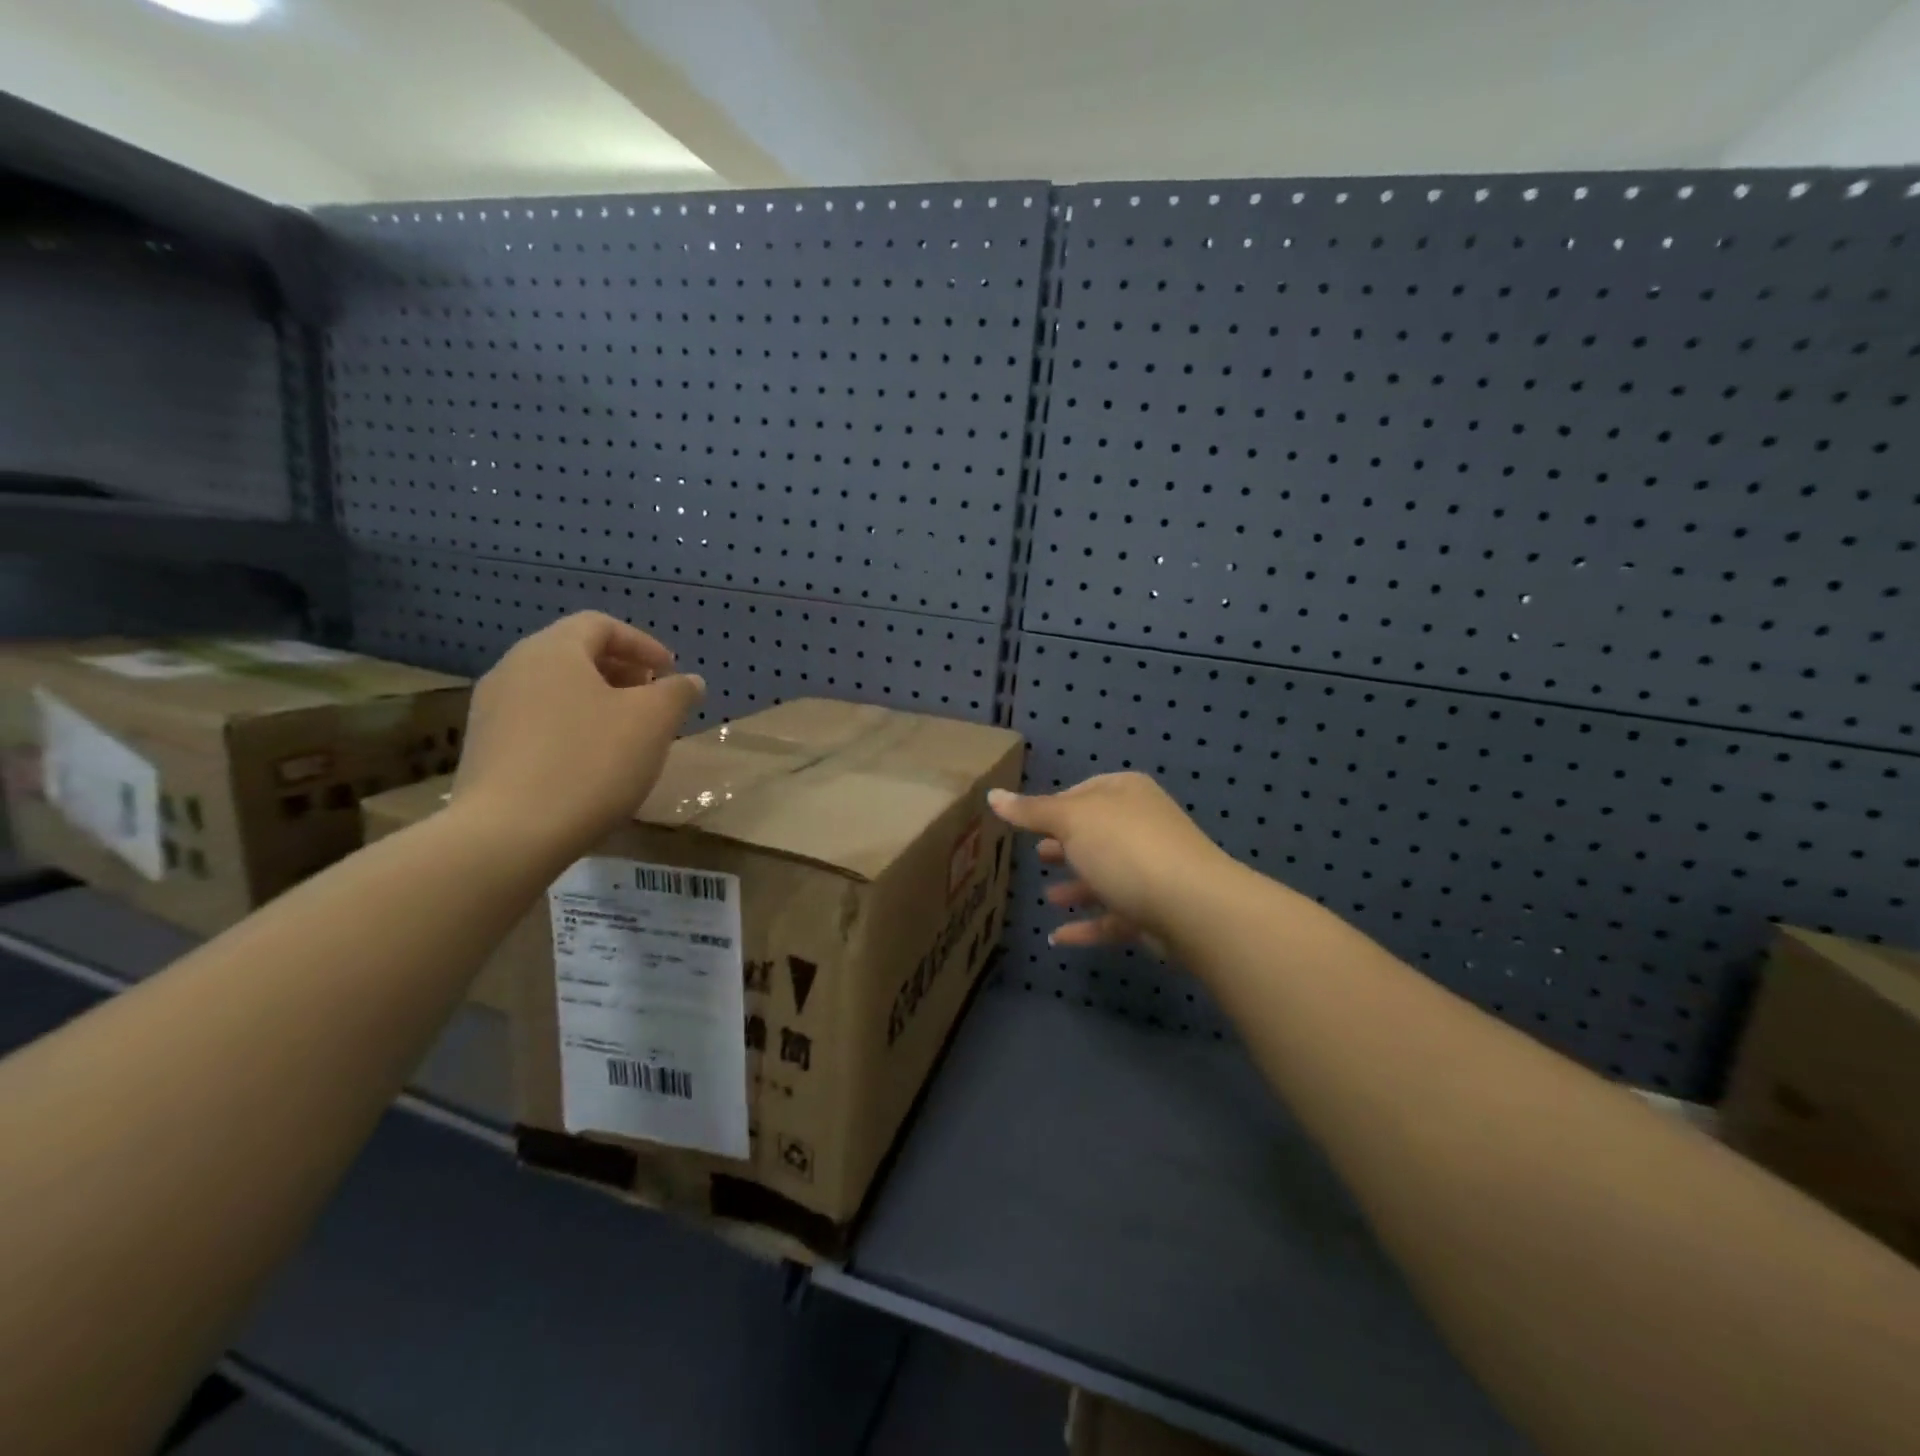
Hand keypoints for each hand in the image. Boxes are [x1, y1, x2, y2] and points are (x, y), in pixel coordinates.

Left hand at [452, 613, 703, 859]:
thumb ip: (677, 693)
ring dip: (597, 702)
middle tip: (653, 699)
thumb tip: (689, 681)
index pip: (600, 625)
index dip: (642, 644)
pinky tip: (591, 763)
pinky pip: (537, 722)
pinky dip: (571, 727)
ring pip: (555, 690)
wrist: (508, 835)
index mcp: (552, 651)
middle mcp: (513, 669)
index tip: (670, 672)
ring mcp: (491, 711)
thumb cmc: (590, 762)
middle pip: (574, 655)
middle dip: (621, 672)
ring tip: (627, 733)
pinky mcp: (484, 750)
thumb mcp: (653, 722)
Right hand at [988, 772, 1230, 947]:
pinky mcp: (1155, 911)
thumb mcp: (1071, 820)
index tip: (1029, 823)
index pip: (1084, 792)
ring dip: (1077, 887)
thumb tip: (992, 795)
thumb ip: (1031, 811)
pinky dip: (1087, 925)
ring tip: (1047, 897)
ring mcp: (1152, 870)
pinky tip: (1057, 938)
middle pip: (1096, 834)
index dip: (1056, 806)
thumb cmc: (1125, 848)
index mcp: (1126, 794)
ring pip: (1107, 875)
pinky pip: (1113, 916)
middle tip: (1036, 856)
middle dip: (1066, 845)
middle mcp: (1143, 826)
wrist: (1192, 906)